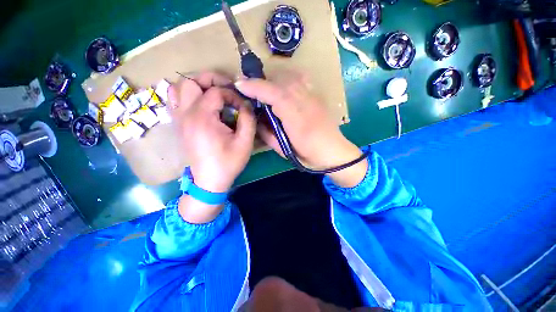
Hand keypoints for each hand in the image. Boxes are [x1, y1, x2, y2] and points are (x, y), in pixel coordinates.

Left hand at [168, 72, 255, 192]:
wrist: (209, 181)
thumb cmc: (228, 163)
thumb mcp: (245, 142)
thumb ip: (248, 119)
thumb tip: (246, 103)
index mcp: (203, 118)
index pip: (216, 92)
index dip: (232, 95)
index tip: (242, 107)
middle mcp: (186, 114)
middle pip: (191, 81)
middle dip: (211, 80)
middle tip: (226, 90)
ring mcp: (178, 119)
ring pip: (178, 88)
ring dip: (196, 86)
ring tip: (212, 95)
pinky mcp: (178, 125)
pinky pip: (174, 100)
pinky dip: (185, 96)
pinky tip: (199, 104)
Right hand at [234, 72, 366, 186]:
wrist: (334, 153)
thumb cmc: (308, 156)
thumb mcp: (283, 150)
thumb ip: (267, 134)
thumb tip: (255, 119)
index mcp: (296, 119)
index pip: (274, 94)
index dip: (255, 87)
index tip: (240, 84)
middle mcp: (306, 103)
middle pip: (281, 81)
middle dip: (262, 83)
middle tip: (250, 90)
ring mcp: (314, 97)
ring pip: (291, 78)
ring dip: (273, 81)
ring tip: (265, 91)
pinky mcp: (317, 96)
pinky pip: (301, 80)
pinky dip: (288, 80)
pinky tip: (283, 88)